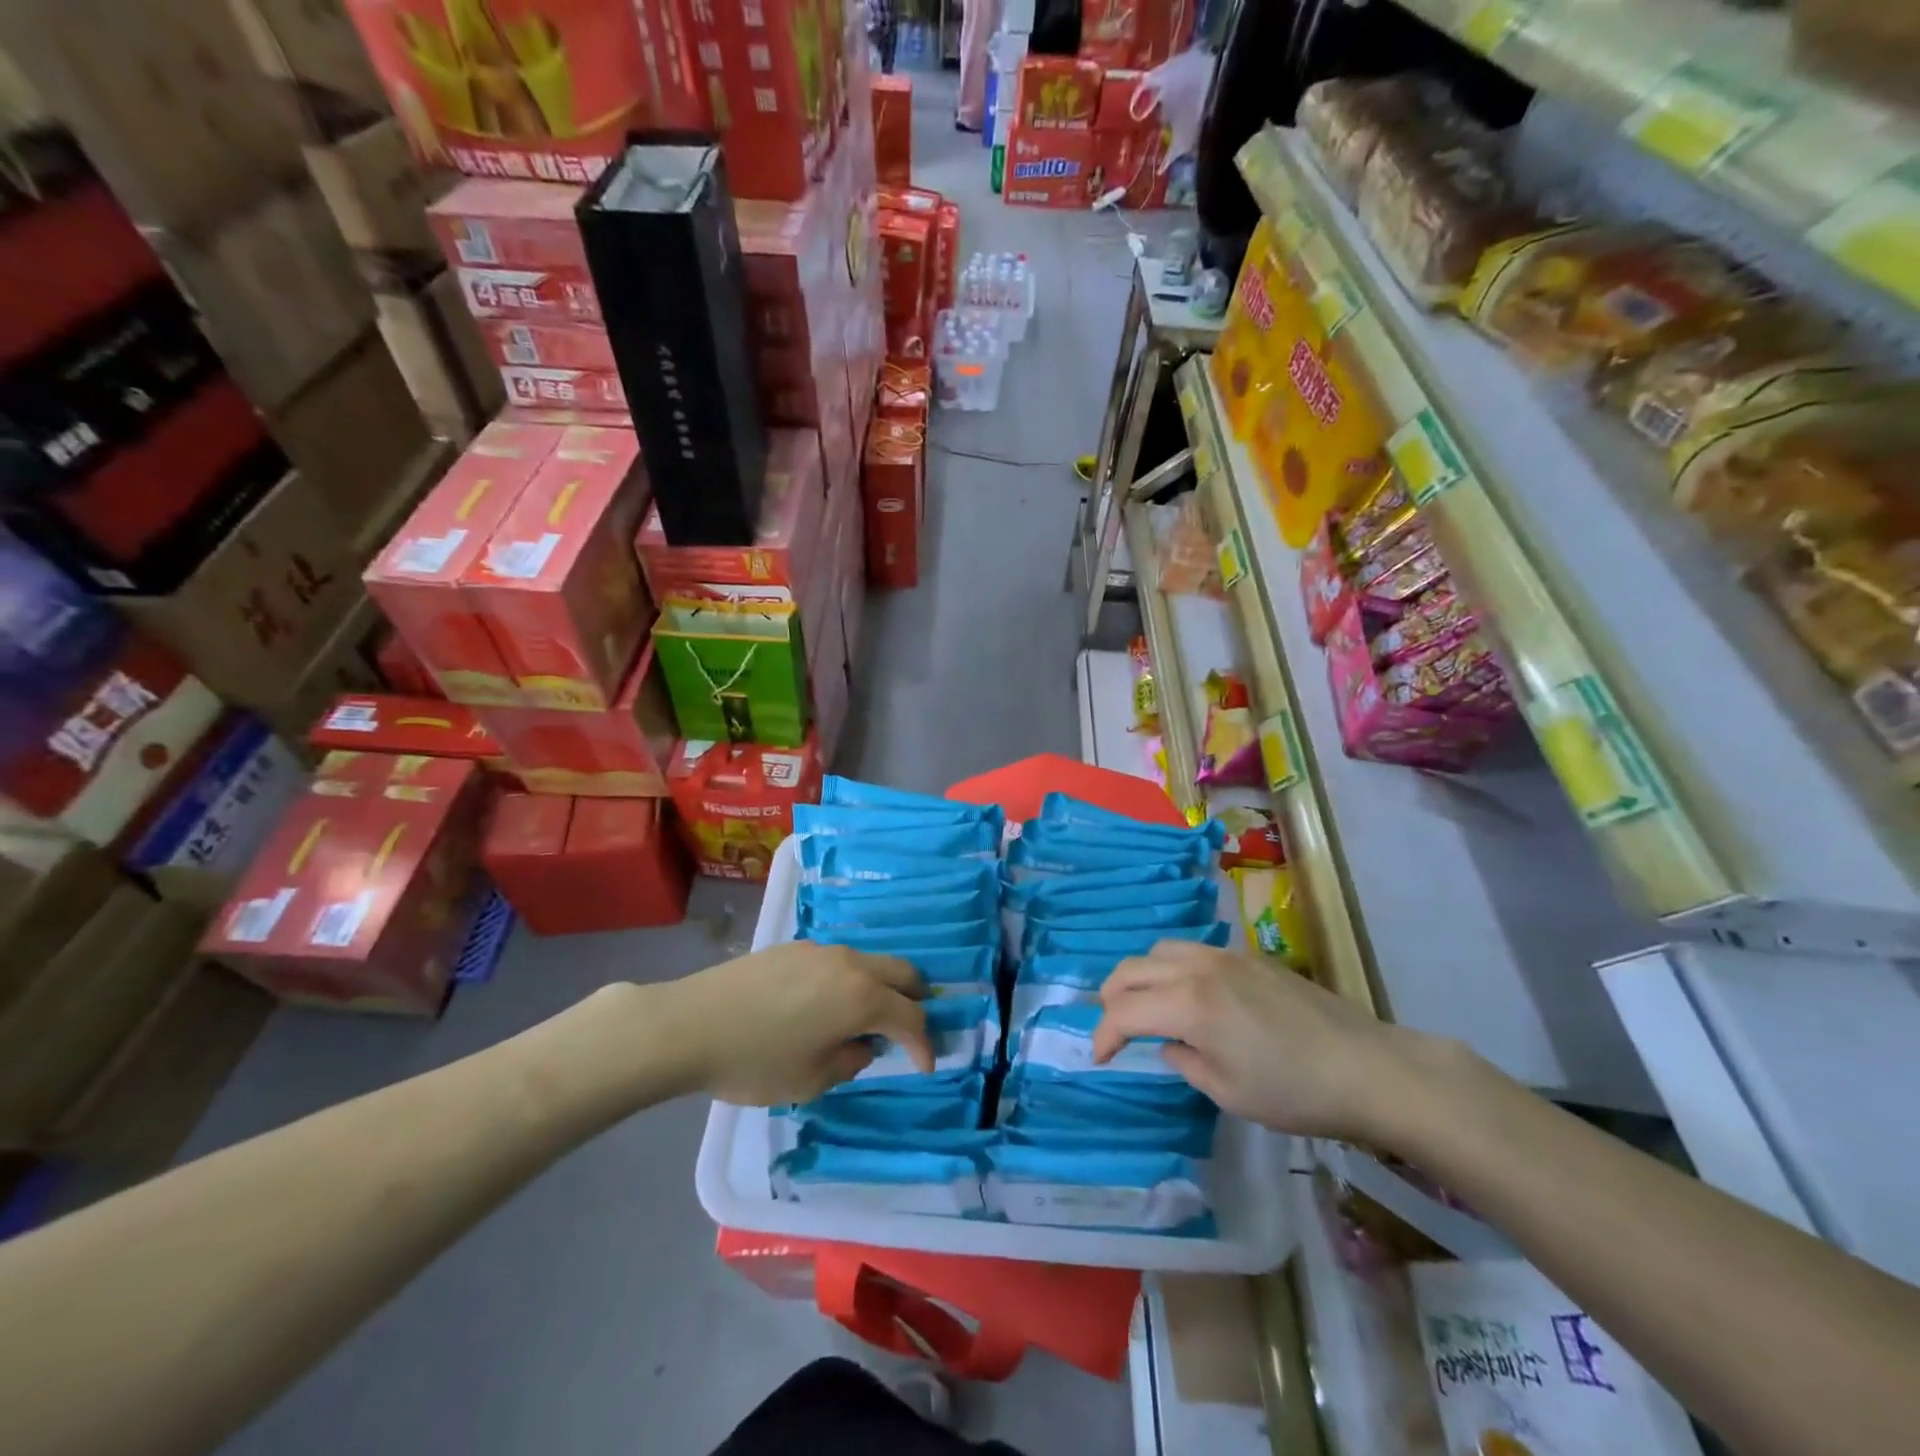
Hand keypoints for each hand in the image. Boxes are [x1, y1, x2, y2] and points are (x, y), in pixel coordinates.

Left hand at [656, 942, 933, 1105]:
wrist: (691, 1024)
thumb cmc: (756, 1061)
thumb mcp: (811, 1080)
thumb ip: (850, 1061)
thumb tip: (860, 1045)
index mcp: (861, 996)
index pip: (911, 1016)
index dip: (925, 1043)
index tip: (927, 1065)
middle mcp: (850, 963)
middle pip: (901, 972)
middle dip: (915, 1000)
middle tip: (913, 1028)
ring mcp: (821, 950)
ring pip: (870, 962)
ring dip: (882, 987)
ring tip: (868, 1017)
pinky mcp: (793, 947)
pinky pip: (839, 960)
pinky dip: (851, 980)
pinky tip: (828, 1003)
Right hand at [1093, 940, 1442, 1141]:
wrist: (1367, 1067)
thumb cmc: (1295, 1092)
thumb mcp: (1228, 1093)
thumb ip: (1184, 1063)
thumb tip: (1167, 1045)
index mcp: (1189, 1005)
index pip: (1123, 1011)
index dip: (1103, 1035)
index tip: (1101, 1058)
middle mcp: (1198, 968)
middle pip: (1132, 969)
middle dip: (1111, 998)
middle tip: (1113, 1029)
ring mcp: (1226, 956)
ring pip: (1160, 949)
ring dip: (1141, 975)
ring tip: (1146, 1005)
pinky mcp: (1249, 956)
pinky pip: (1192, 950)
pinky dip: (1172, 967)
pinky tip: (1189, 994)